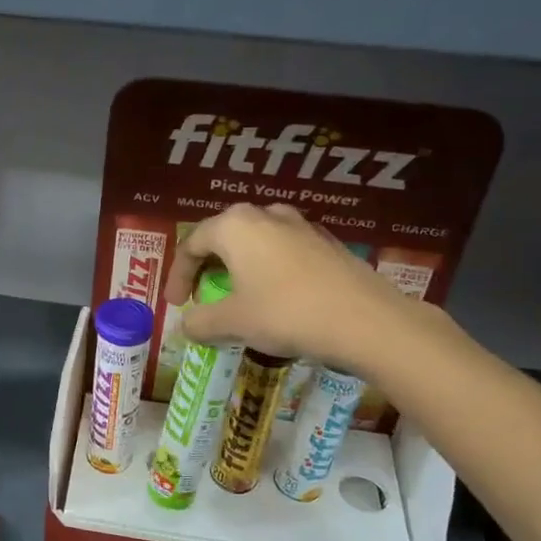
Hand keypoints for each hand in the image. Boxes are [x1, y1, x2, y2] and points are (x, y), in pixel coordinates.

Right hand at [162, 203, 437, 378]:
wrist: (366, 321)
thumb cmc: (286, 313)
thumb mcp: (233, 322)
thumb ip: (200, 322)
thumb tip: (185, 326)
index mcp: (235, 225)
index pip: (192, 244)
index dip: (177, 275)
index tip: (175, 304)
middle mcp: (266, 215)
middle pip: (224, 237)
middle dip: (208, 267)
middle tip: (202, 295)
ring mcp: (301, 226)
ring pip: (256, 242)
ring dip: (240, 267)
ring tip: (237, 295)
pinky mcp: (327, 244)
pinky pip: (284, 252)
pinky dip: (268, 271)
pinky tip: (275, 298)